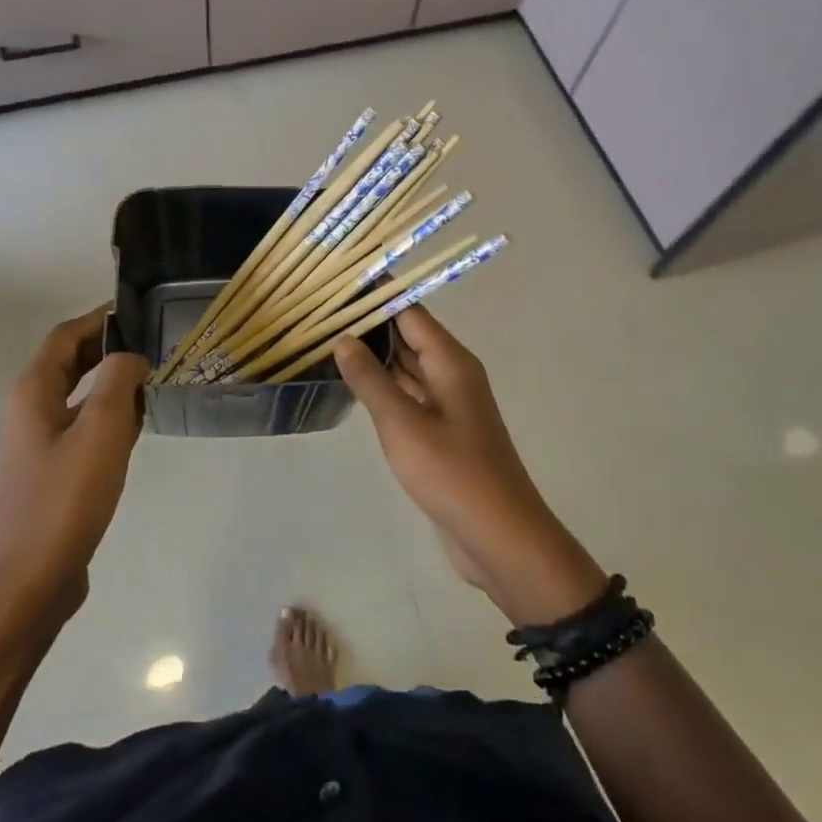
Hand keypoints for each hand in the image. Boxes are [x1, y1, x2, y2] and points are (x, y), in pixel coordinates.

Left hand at [0, 305, 149, 621]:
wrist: (33, 578)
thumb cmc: (67, 498)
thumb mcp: (102, 430)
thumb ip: (119, 380)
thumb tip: (131, 356)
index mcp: (34, 391)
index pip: (67, 335)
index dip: (101, 318)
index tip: (140, 311)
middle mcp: (30, 408)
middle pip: (71, 360)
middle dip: (109, 346)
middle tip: (153, 342)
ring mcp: (39, 440)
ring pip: (78, 392)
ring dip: (112, 380)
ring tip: (154, 377)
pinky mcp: (52, 467)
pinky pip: (82, 422)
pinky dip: (108, 412)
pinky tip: (139, 423)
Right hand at [335, 307, 606, 626]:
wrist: (500, 539)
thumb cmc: (453, 473)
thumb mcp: (403, 424)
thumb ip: (370, 379)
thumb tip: (343, 338)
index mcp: (451, 362)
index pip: (410, 312)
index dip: (377, 296)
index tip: (339, 282)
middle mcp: (452, 374)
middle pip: (409, 336)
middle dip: (370, 324)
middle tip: (321, 313)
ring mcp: (448, 404)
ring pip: (407, 368)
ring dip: (373, 357)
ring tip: (327, 341)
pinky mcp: (442, 432)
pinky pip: (409, 397)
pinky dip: (383, 387)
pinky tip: (353, 386)